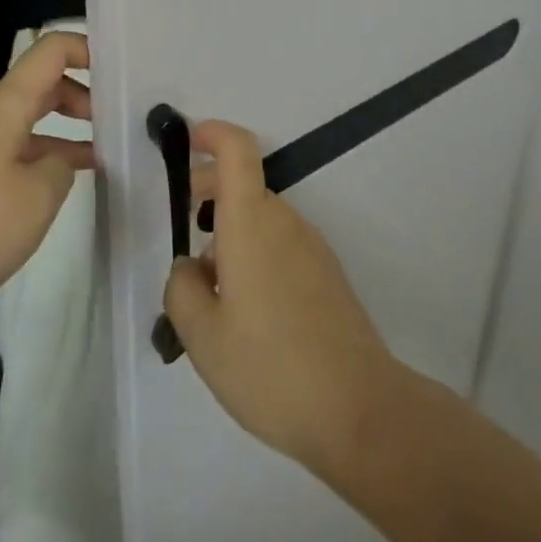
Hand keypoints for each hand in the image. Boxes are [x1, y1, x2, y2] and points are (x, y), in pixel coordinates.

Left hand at [0, 32, 93, 347]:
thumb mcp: (39, 195)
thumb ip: (63, 164)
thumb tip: (60, 160)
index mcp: (3, 104)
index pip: (50, 50)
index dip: (88, 49)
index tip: (122, 72)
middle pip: (41, 83)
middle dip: (83, 92)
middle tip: (120, 119)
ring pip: (29, 119)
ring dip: (66, 128)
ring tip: (105, 152)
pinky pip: (13, 149)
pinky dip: (43, 156)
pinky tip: (64, 183)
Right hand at [162, 121, 398, 474]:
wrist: (358, 408)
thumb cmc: (270, 366)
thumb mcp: (202, 337)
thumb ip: (182, 290)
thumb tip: (190, 267)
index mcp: (251, 222)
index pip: (237, 150)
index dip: (212, 134)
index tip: (189, 141)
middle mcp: (284, 221)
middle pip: (245, 185)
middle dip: (210, 192)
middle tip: (184, 227)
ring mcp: (311, 247)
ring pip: (262, 219)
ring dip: (232, 232)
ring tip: (211, 291)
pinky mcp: (326, 274)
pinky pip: (281, 245)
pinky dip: (255, 254)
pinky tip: (246, 311)